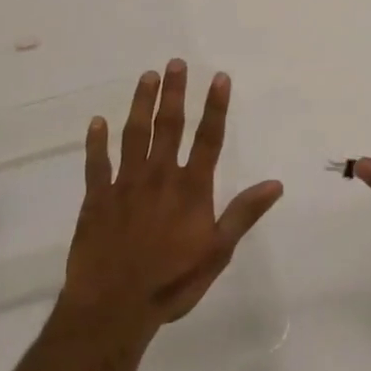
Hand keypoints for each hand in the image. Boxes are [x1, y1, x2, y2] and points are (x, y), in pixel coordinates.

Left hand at [62, 60, 283, 333]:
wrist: (114, 307)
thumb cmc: (172, 281)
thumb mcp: (218, 252)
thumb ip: (244, 214)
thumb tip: (275, 183)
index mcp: (191, 188)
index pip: (209, 139)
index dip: (216, 107)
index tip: (219, 77)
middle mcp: (159, 177)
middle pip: (169, 127)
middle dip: (175, 93)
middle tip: (176, 63)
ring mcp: (125, 185)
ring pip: (133, 135)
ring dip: (140, 104)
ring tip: (147, 77)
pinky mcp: (96, 199)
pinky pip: (96, 164)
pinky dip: (96, 142)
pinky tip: (97, 121)